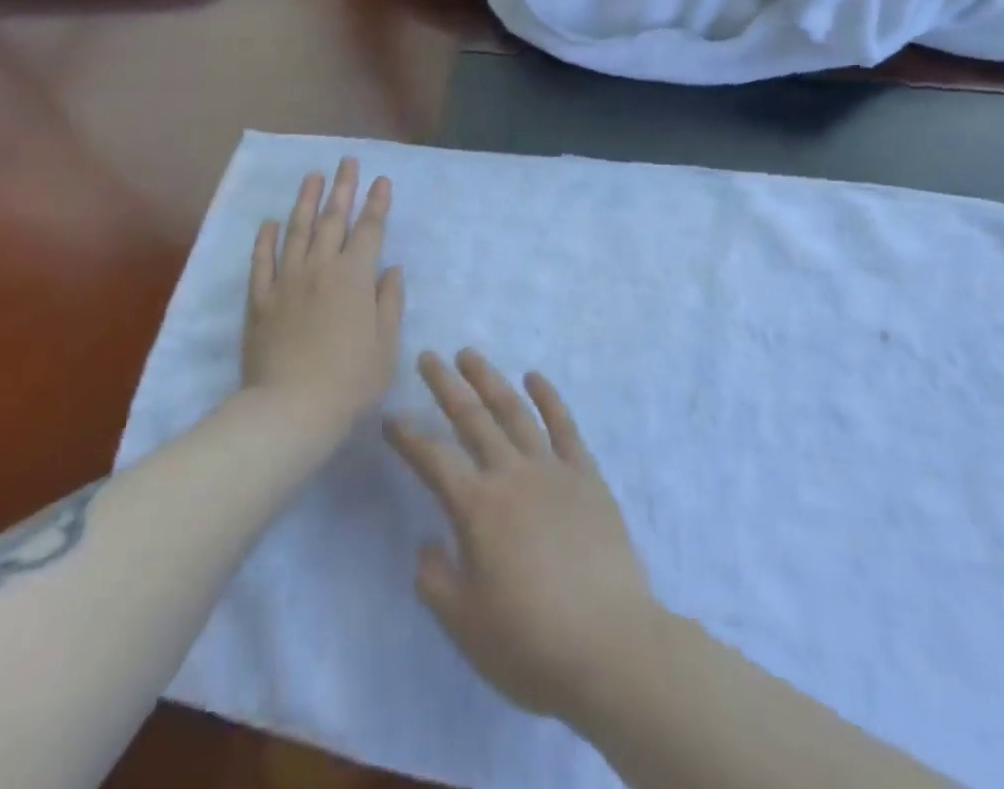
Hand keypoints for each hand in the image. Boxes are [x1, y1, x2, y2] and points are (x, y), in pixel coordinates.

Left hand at [243, 158, 404, 439]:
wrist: (291, 408)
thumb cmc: (350, 380)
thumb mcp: (386, 345)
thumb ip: (389, 302)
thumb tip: (391, 269)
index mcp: (355, 277)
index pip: (369, 230)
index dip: (377, 203)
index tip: (381, 179)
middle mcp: (321, 268)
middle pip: (333, 219)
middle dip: (343, 188)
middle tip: (347, 161)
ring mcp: (287, 281)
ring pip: (297, 230)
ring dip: (306, 200)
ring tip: (312, 176)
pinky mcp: (260, 299)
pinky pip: (262, 260)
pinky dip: (266, 239)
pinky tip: (270, 222)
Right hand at [384, 349, 658, 722]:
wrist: (612, 648)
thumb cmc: (532, 644)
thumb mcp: (465, 626)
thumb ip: (435, 580)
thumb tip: (428, 544)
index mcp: (477, 508)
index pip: (432, 459)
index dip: (407, 436)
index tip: (390, 416)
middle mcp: (511, 475)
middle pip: (472, 418)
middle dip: (445, 385)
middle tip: (428, 356)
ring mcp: (552, 470)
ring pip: (514, 411)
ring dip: (489, 379)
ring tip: (470, 355)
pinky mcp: (587, 476)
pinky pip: (564, 426)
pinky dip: (549, 397)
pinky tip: (535, 377)